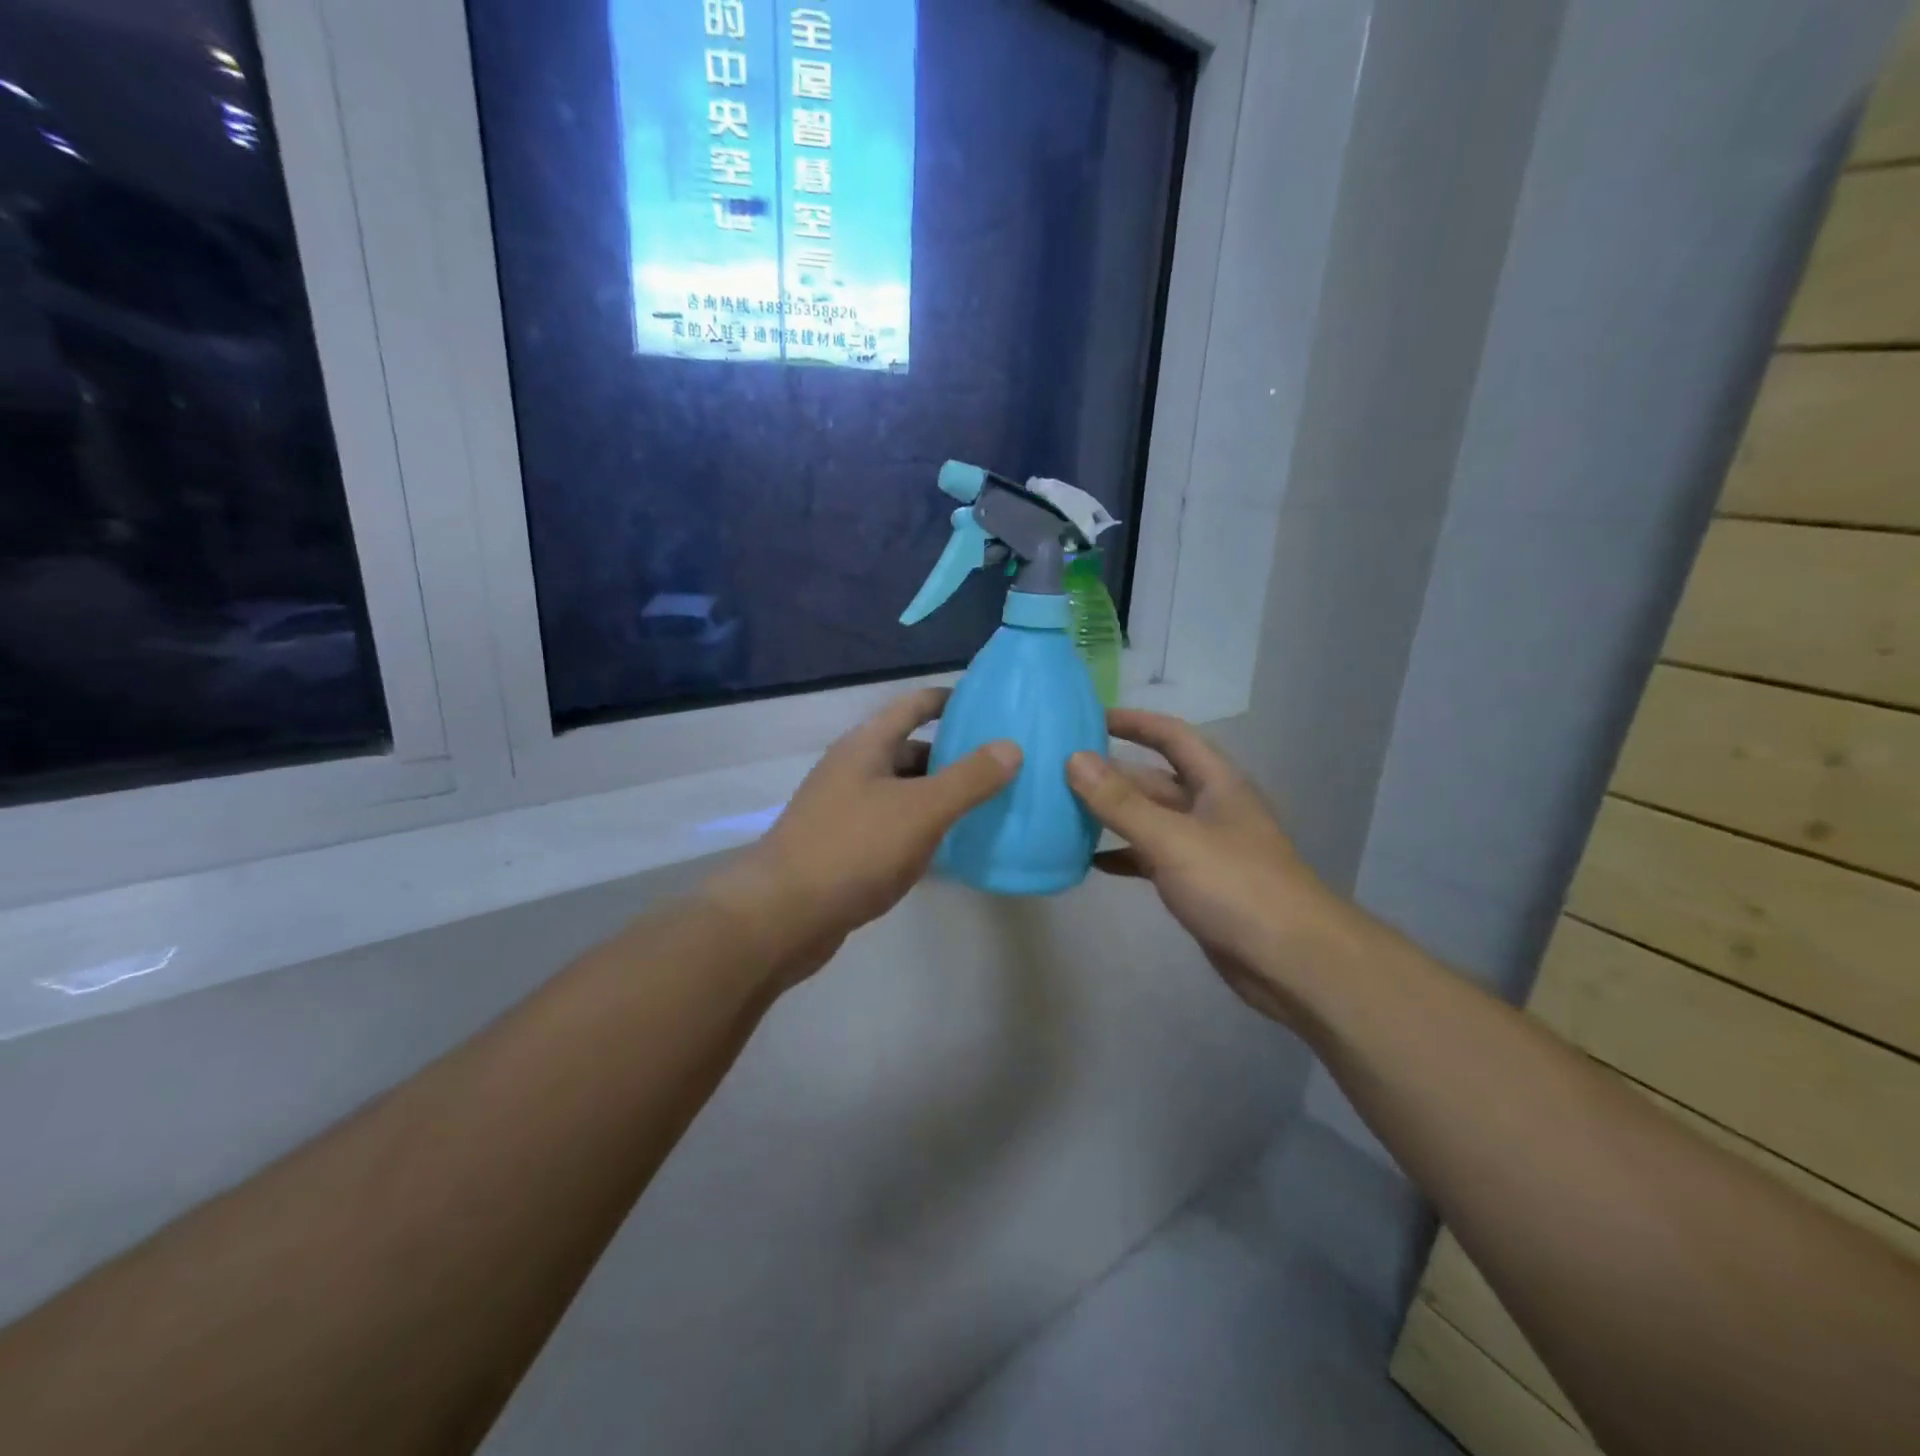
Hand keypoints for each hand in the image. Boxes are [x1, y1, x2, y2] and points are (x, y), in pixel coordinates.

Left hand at [709, 688, 1020, 991]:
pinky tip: (949, 850)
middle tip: (1000, 766)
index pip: (913, 706)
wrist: (783, 915)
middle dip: (952, 756)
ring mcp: (844, 811)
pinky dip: (920, 831)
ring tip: (985, 807)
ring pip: (902, 793)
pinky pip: (892, 828)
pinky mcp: (843, 849)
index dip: (948, 699)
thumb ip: (969, 778)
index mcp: (866, 746)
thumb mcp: (921, 809)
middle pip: (909, 751)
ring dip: (937, 797)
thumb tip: (1011, 746)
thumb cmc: (854, 848)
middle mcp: (853, 771)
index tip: (987, 704)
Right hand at [1067, 710, 1353, 1025]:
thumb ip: (1121, 802)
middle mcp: (1210, 808)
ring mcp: (1203, 847)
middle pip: (1154, 780)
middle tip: (1059, 770)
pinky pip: (1150, 858)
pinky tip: (1088, 860)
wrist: (1292, 962)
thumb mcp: (1173, 839)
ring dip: (1112, 814)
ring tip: (1063, 810)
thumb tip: (1074, 759)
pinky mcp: (1196, 883)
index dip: (1134, 722)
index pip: (1172, 736)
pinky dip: (1123, 855)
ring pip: (1149, 820)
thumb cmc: (1236, 887)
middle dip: (1111, 773)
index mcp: (1216, 783)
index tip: (1089, 718)